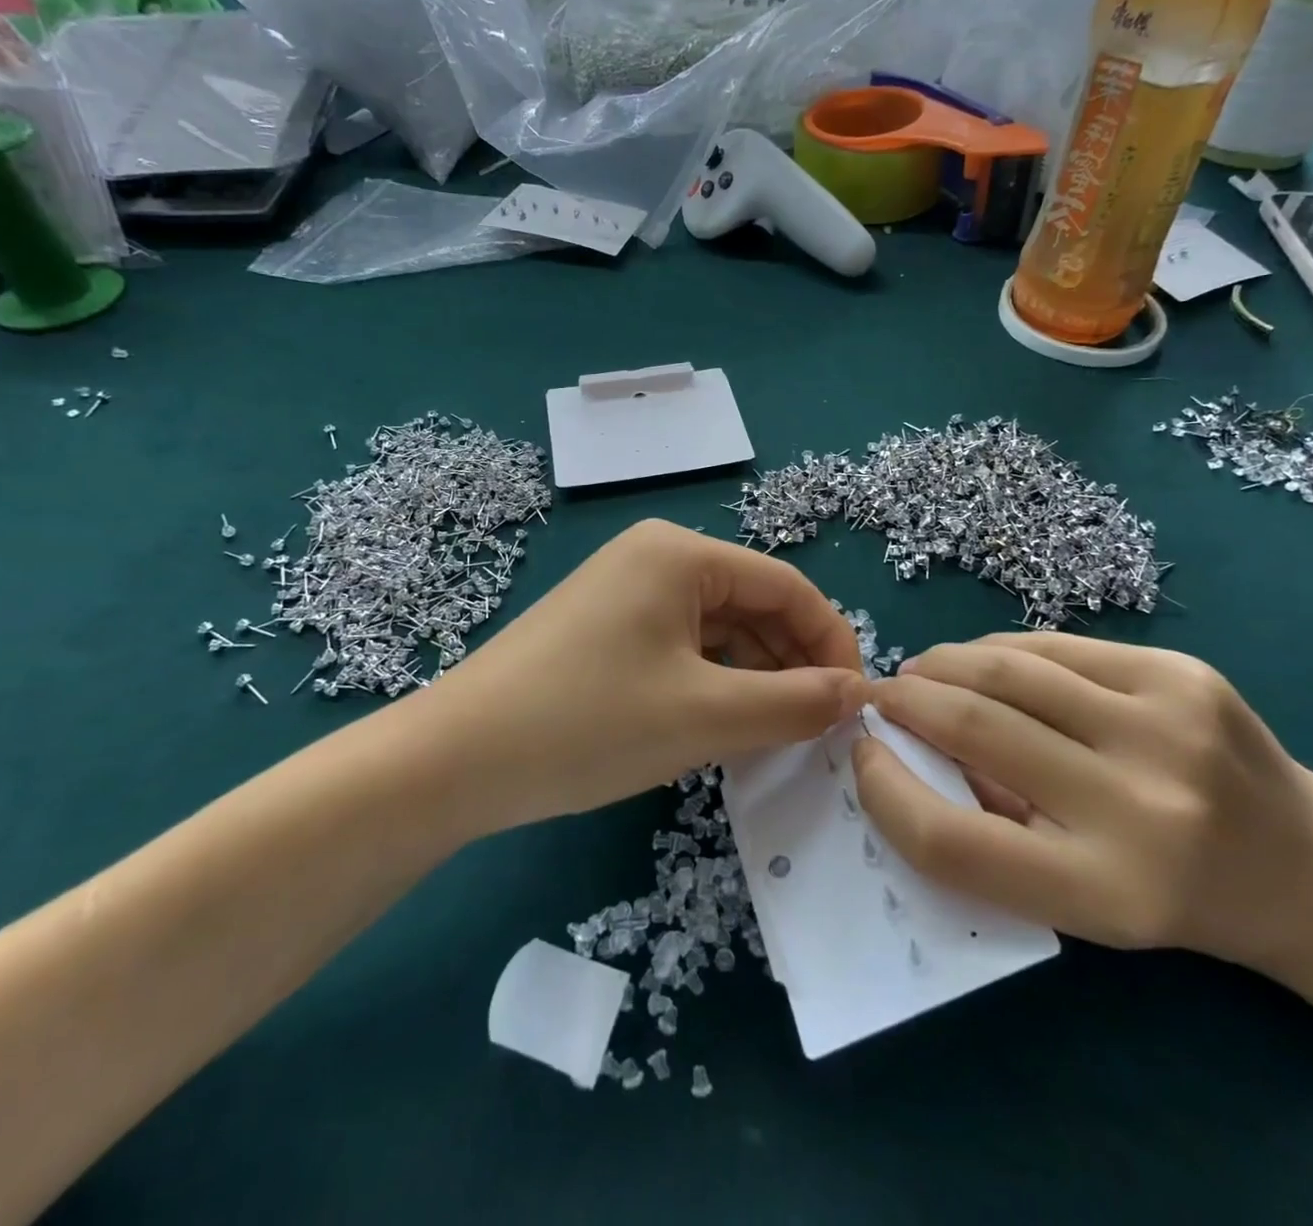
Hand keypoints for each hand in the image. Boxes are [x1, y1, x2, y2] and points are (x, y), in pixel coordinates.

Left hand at [426, 520, 868, 833]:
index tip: (856, 703)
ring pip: (720, 629)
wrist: (455, 760)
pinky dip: (714, 682)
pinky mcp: (607, 626)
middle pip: (753, 604)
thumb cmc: (588, 723)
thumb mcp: (705, 716)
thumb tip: (857, 695)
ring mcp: (627, 590)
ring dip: (755, 677)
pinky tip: (726, 724)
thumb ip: (794, 703)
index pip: (787, 586)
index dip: (832, 642)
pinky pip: (683, 646)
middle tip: (818, 728)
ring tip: (777, 735)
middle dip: (792, 663)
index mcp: (682, 553)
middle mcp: (657, 556)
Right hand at [855, 633, 1312, 970]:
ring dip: (945, 664)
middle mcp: (1140, 807)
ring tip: (922, 673)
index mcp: (1105, 891)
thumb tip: (911, 746)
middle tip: (879, 696)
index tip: (864, 756)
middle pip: (975, 729)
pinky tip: (984, 663)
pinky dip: (1002, 651)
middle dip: (906, 701)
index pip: (953, 840)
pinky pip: (1056, 646)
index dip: (887, 793)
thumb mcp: (1075, 899)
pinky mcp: (1181, 673)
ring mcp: (1166, 726)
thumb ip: (988, 828)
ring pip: (1009, 667)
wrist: (1306, 869)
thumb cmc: (1171, 897)